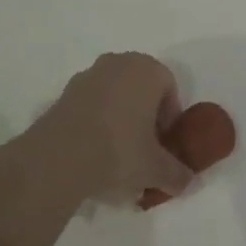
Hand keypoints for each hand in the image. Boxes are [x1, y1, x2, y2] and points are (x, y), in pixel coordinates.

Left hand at [30, 52, 194, 202]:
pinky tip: (91, 151)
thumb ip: (177, 174)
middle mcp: (119, 63)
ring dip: (119, 118)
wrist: (58, 157)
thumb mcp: (156, 169)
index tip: (163, 144)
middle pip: (141, 88)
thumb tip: (187, 182)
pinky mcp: (64, 92)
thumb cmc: (118, 150)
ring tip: (115, 153)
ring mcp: (88, 75)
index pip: (169, 88)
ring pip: (114, 95)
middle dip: (145, 115)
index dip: (169, 117)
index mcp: (148, 70)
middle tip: (143, 148)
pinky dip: (95, 121)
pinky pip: (90, 104)